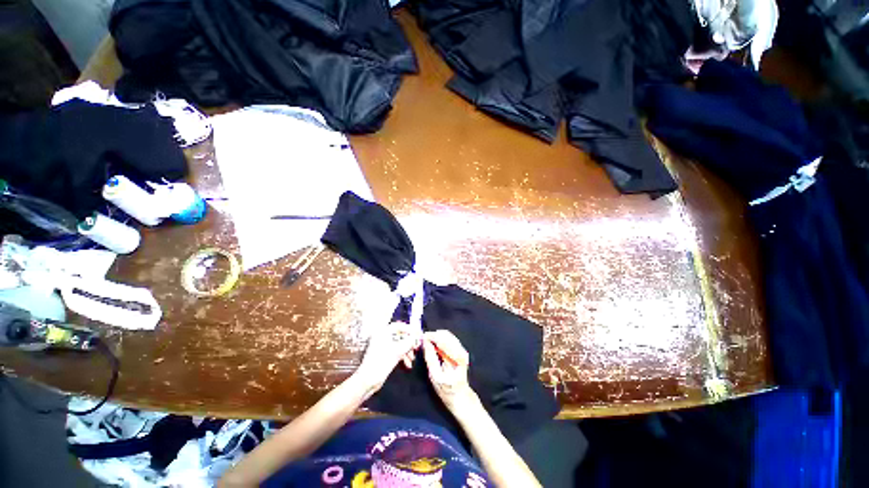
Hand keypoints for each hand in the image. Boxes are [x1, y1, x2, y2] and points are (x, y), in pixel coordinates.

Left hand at [354, 322, 421, 394]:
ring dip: (407, 350)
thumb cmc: (381, 363)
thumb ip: (409, 341)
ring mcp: (382, 346)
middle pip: (399, 335)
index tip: (417, 334)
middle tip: (416, 347)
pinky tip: (407, 364)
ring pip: (399, 344)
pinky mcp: (384, 355)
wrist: (368, 380)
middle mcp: (382, 337)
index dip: (409, 329)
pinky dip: (402, 356)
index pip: (398, 326)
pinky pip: (395, 351)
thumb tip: (417, 336)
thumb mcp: (398, 351)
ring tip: (412, 358)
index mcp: (382, 333)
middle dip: (409, 342)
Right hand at [422, 330, 476, 411]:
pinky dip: (440, 339)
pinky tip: (434, 345)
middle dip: (433, 335)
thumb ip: (430, 358)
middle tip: (422, 340)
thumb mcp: (435, 376)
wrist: (460, 396)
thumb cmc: (447, 389)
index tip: (421, 337)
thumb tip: (425, 342)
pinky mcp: (461, 350)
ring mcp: (462, 349)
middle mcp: (461, 350)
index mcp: (456, 357)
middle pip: (445, 335)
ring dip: (436, 337)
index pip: (442, 339)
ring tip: (426, 342)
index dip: (430, 336)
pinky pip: (449, 339)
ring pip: (447, 335)